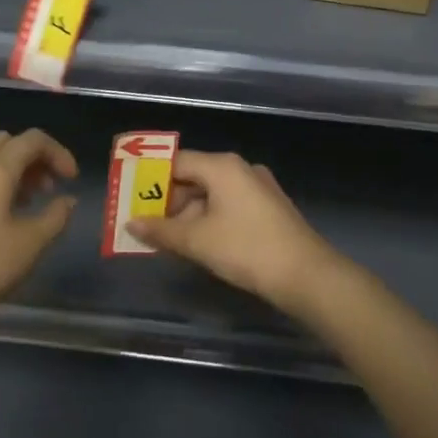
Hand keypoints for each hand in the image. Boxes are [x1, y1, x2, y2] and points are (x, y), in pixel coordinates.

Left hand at [0, 129, 76, 345]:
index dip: (58, 153)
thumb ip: (56, 216)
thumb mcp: (30, 246)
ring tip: (14, 203)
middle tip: (44, 189)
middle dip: (30, 158)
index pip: (32, 141)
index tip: (70, 180)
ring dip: (2, 168)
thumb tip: (66, 200)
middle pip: (3, 142)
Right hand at [127, 151, 342, 317]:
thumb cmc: (246, 249)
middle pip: (194, 177)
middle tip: (146, 224)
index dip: (151, 179)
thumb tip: (132, 223)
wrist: (306, 274)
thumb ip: (161, 230)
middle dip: (169, 201)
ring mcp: (258, 187)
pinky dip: (210, 219)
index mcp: (222, 166)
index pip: (176, 162)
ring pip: (212, 194)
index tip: (132, 198)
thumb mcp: (197, 241)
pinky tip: (200, 244)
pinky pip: (229, 205)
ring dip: (189, 214)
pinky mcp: (269, 208)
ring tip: (168, 240)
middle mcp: (241, 168)